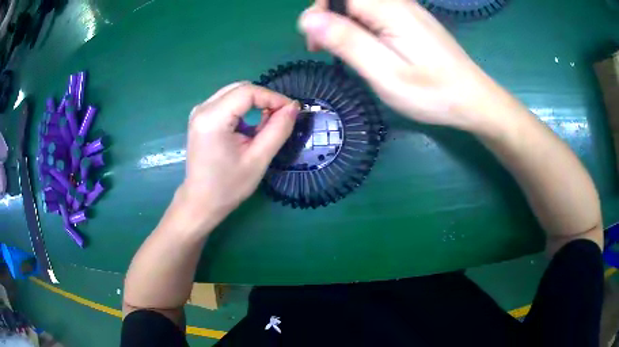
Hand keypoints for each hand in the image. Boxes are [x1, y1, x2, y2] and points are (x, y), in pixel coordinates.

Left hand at [172, 82, 298, 233]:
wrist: (201, 201)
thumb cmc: (228, 186)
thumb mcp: (258, 160)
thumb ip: (278, 130)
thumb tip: (293, 107)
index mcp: (213, 119)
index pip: (248, 92)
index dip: (273, 97)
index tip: (291, 111)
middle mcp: (202, 109)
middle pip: (240, 88)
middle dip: (264, 98)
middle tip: (281, 116)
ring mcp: (199, 112)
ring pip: (234, 92)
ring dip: (254, 103)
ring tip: (267, 123)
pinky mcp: (200, 117)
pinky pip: (226, 101)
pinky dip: (243, 108)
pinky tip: (250, 125)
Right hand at [298, 0, 505, 131]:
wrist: (473, 99)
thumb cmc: (432, 93)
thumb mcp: (385, 73)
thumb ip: (348, 41)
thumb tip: (308, 20)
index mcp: (389, 10)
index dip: (319, 13)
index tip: (315, 43)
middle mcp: (398, 2)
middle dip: (330, 18)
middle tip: (328, 50)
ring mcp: (408, 9)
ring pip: (362, 5)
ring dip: (345, 23)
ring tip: (348, 52)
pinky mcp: (413, 20)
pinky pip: (377, 12)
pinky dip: (363, 26)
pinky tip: (369, 47)